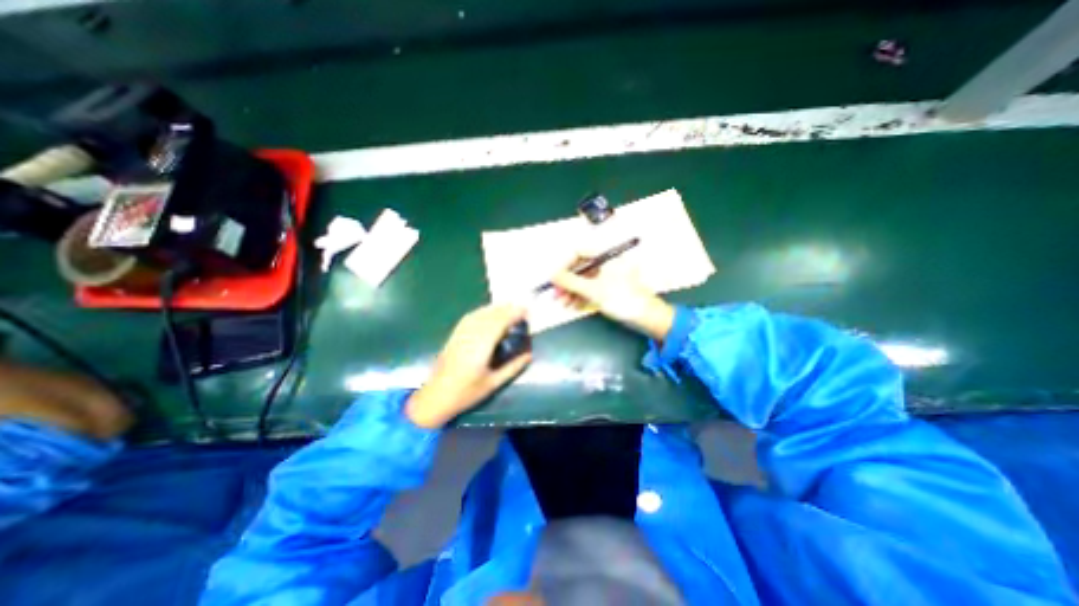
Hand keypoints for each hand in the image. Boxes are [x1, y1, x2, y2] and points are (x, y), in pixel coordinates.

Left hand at [405, 304, 529, 428]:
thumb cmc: (466, 393)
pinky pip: (469, 318)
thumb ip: (513, 367)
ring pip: (480, 314)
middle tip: (522, 308)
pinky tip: (488, 312)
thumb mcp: (493, 384)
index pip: (499, 323)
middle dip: (507, 309)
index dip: (513, 314)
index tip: (526, 312)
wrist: (436, 397)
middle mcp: (470, 337)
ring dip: (495, 308)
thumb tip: (529, 354)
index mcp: (481, 348)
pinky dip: (482, 312)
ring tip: (509, 307)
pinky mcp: (454, 336)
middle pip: (490, 316)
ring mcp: (460, 335)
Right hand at [549, 260, 670, 341]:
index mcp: (607, 256)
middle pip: (581, 268)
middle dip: (567, 282)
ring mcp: (609, 277)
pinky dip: (582, 296)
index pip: (580, 253)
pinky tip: (573, 306)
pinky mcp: (610, 289)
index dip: (565, 264)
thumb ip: (571, 281)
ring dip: (572, 292)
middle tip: (555, 295)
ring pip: (585, 280)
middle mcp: (607, 263)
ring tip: (562, 304)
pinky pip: (592, 289)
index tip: (554, 278)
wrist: (648, 318)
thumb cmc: (622, 299)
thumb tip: (551, 275)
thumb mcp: (593, 290)